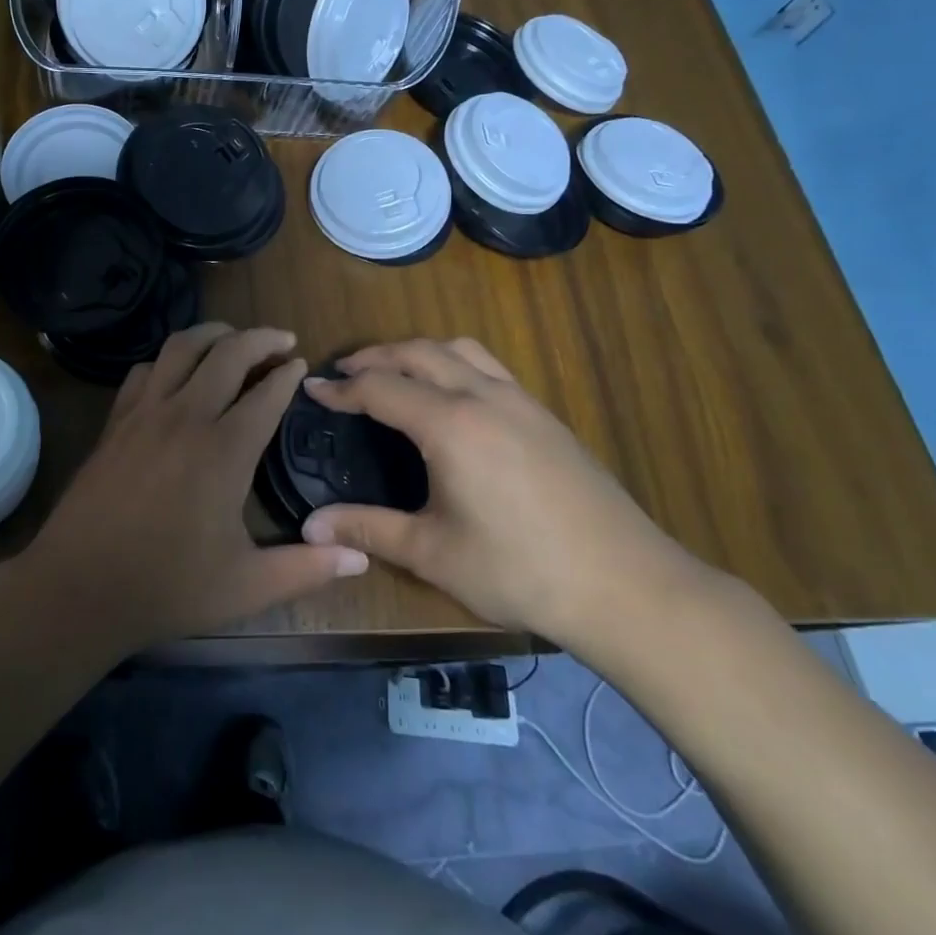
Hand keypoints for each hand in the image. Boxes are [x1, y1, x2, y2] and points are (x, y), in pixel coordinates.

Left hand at [22, 324, 368, 652]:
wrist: (80, 586)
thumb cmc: (168, 587)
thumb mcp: (247, 586)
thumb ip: (307, 568)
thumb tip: (360, 557)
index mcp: (225, 450)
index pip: (267, 393)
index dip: (289, 374)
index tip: (302, 364)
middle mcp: (186, 416)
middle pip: (228, 352)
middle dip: (260, 337)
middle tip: (282, 339)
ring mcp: (145, 413)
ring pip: (182, 347)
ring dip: (213, 334)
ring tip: (232, 339)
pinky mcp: (116, 421)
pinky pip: (145, 369)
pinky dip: (169, 360)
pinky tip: (177, 374)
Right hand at [298, 338, 703, 647]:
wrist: (626, 585)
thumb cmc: (519, 570)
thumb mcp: (432, 554)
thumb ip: (368, 529)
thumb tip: (309, 527)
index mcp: (450, 424)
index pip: (381, 388)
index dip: (342, 388)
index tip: (312, 388)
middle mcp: (483, 396)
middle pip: (419, 352)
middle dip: (376, 356)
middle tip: (345, 372)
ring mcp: (521, 401)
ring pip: (460, 349)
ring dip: (418, 351)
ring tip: (395, 371)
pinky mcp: (546, 415)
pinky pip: (489, 366)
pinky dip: (454, 362)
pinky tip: (452, 396)